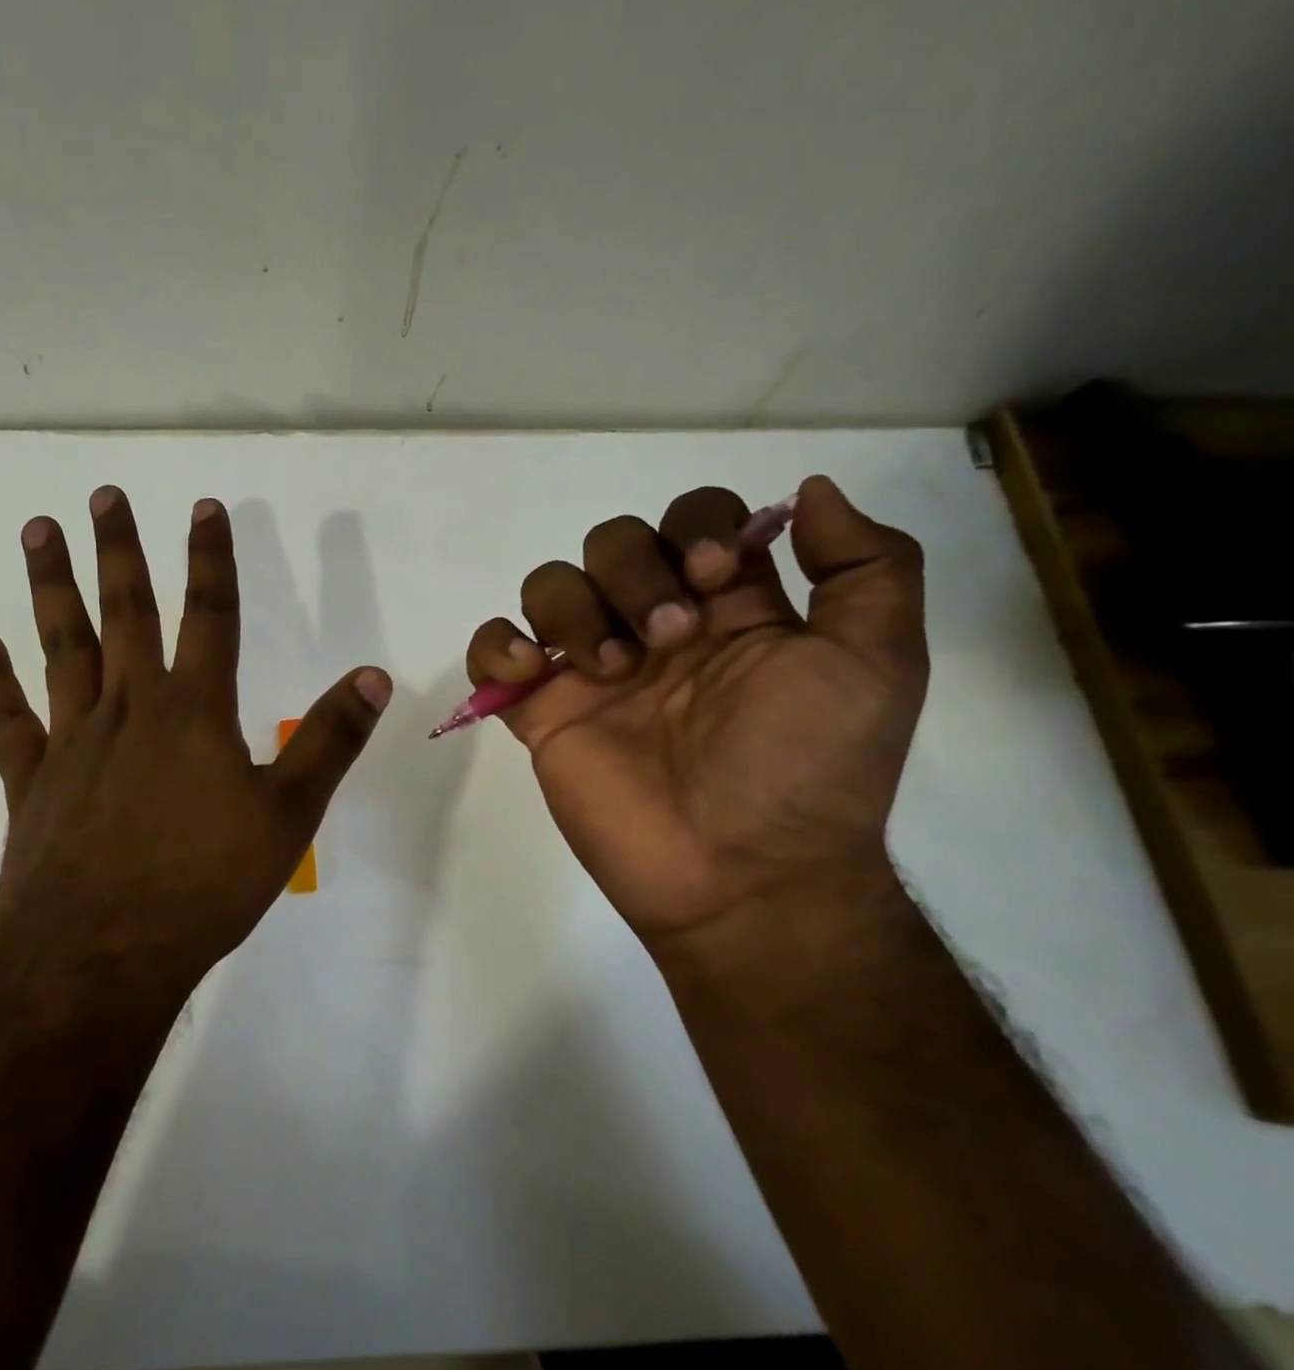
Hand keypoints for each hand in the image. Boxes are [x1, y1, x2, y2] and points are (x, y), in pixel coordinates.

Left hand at [0, 487, 392, 1006]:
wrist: (102, 958)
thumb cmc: (205, 886)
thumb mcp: (288, 816)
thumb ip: (330, 741)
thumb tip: (374, 675)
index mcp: (194, 713)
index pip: (210, 616)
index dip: (211, 559)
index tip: (204, 507)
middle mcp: (130, 711)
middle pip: (125, 614)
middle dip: (118, 551)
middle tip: (101, 496)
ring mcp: (73, 743)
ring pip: (62, 648)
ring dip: (51, 587)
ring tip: (38, 532)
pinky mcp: (33, 783)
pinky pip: (9, 720)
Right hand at [465, 476, 926, 953]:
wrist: (740, 878)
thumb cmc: (806, 769)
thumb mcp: (877, 662)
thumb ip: (867, 566)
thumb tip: (808, 491)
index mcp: (729, 610)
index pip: (694, 519)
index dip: (695, 526)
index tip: (714, 577)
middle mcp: (655, 627)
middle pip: (613, 541)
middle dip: (634, 571)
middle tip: (668, 639)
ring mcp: (591, 670)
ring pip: (550, 585)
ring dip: (573, 609)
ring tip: (607, 669)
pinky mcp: (542, 712)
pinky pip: (492, 650)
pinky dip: (497, 646)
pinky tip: (529, 674)